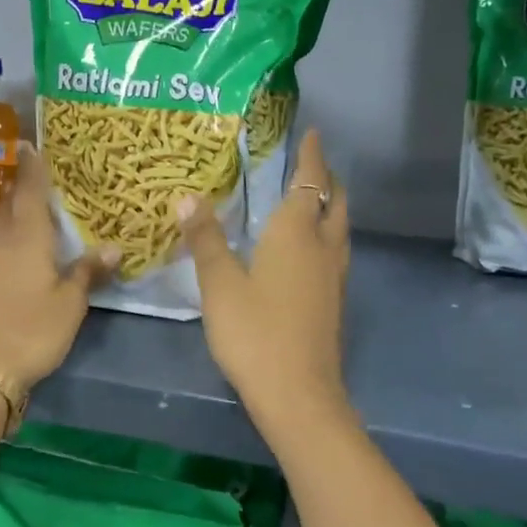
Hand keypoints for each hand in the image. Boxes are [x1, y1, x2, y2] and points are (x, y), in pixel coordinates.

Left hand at [0, 143, 118, 386]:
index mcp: (26, 238)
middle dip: (20, 189)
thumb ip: (89, 272)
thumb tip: (114, 246)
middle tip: (36, 180)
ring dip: (9, 216)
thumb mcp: (70, 305)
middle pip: (8, 206)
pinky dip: (1, 242)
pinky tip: (9, 256)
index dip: (32, 167)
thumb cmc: (30, 331)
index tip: (29, 144)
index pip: (29, 191)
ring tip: (26, 215)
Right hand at [178, 129, 351, 436]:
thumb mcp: (220, 284)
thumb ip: (205, 239)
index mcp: (297, 233)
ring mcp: (335, 276)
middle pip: (335, 201)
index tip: (314, 133)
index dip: (312, 156)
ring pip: (340, 228)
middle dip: (327, 178)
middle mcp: (324, 247)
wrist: (298, 393)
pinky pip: (335, 251)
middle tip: (311, 164)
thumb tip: (187, 197)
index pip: (310, 181)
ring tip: (312, 199)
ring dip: (330, 206)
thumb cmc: (255, 332)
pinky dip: (326, 234)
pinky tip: (307, 250)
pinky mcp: (335, 301)